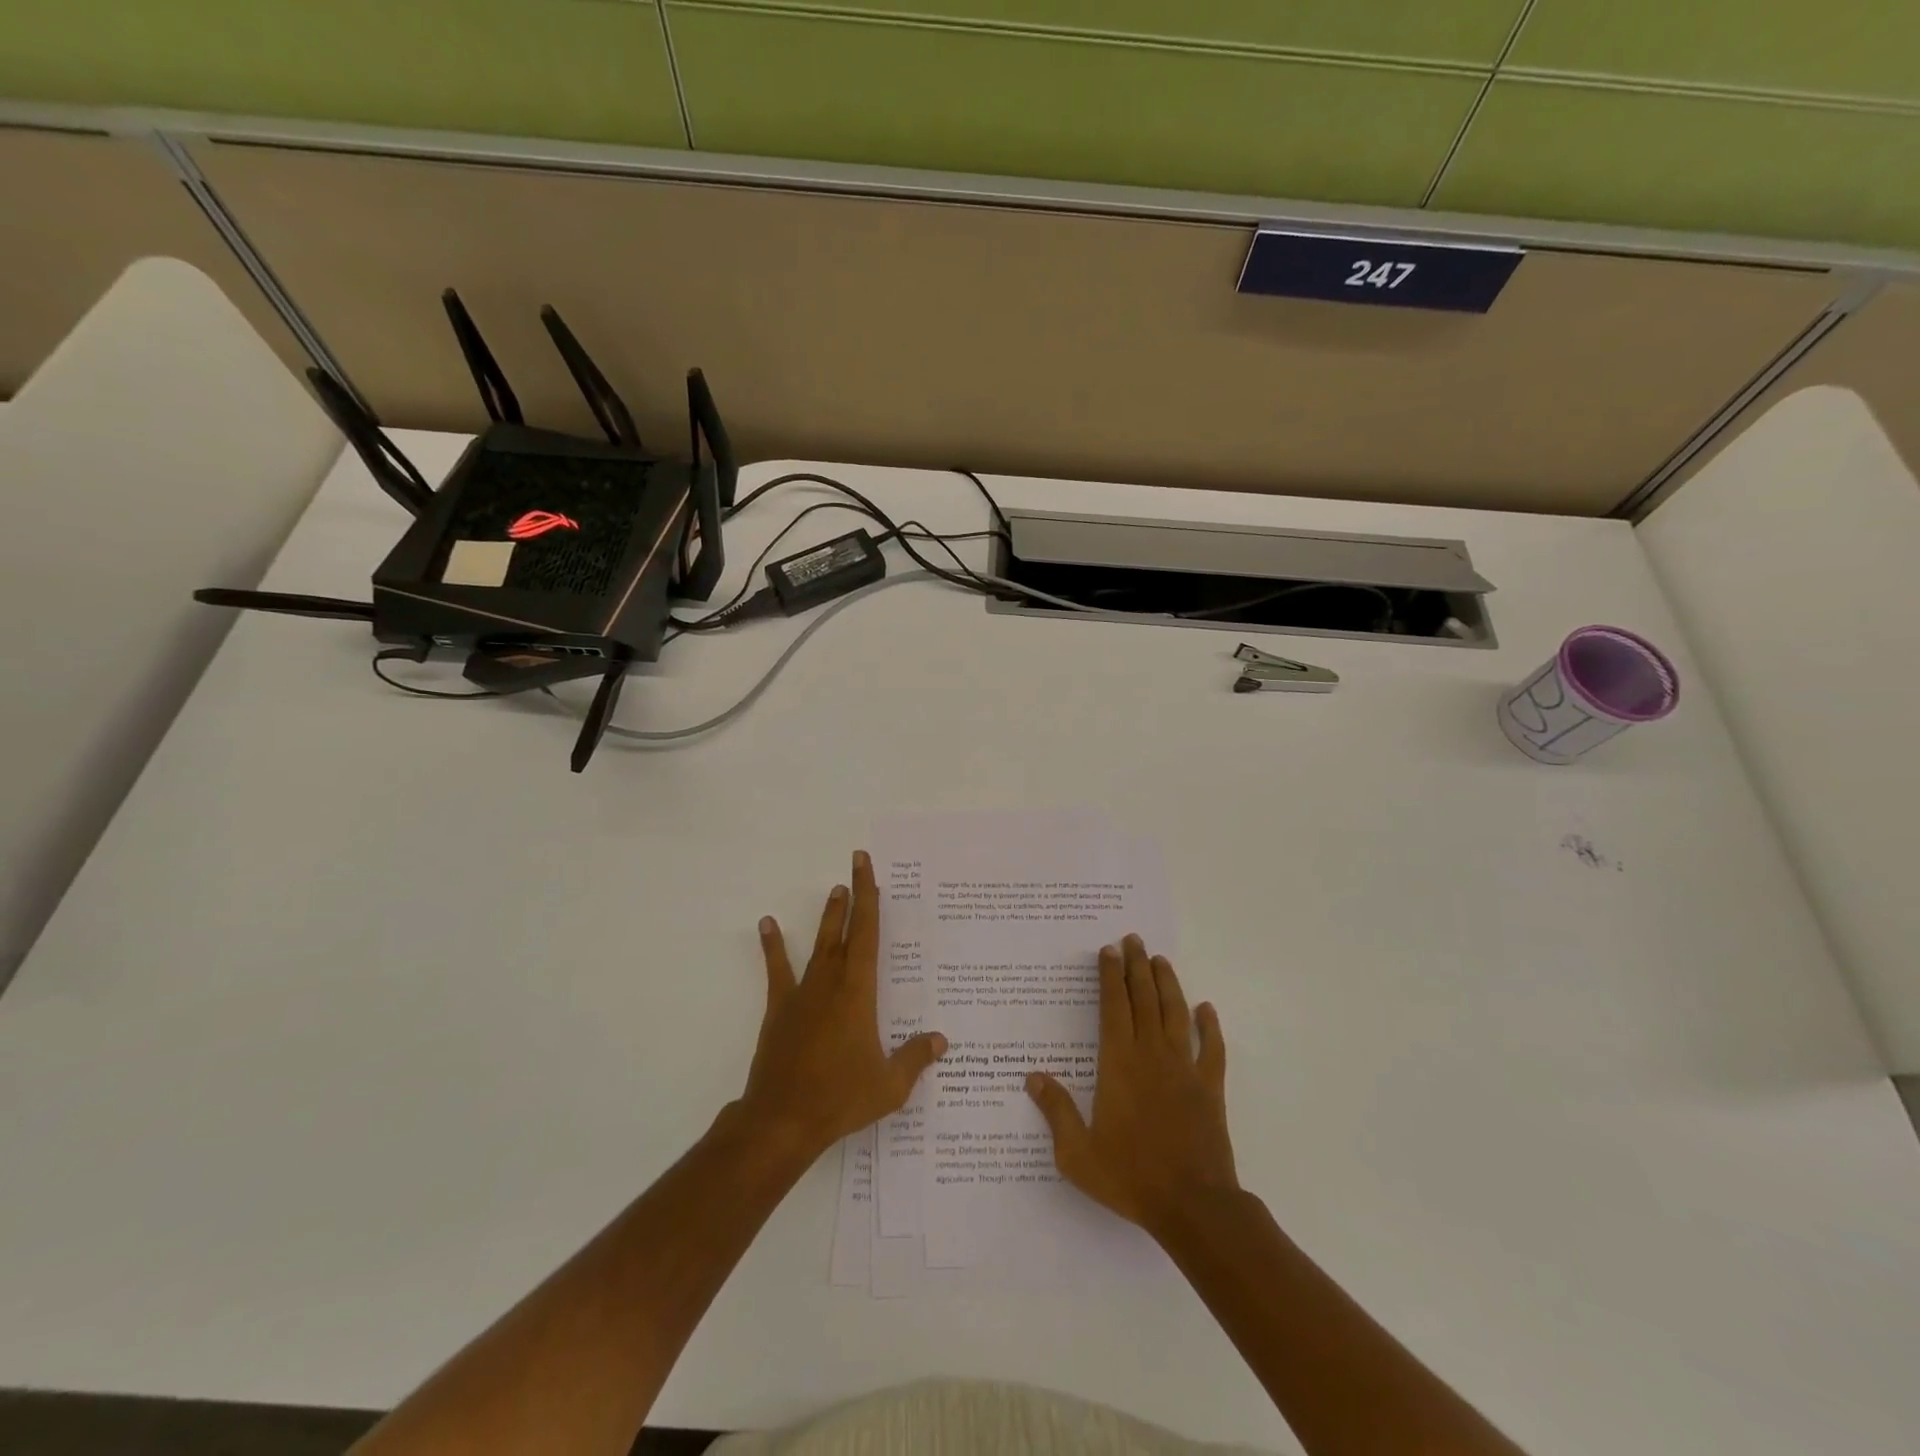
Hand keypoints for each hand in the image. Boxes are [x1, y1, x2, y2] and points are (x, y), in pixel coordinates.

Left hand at [738, 850, 946, 1164]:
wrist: (783, 1120)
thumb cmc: (841, 1098)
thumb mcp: (889, 1085)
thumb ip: (916, 1058)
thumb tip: (941, 1040)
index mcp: (859, 992)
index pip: (867, 934)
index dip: (869, 898)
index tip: (866, 868)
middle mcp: (832, 982)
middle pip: (844, 931)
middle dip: (852, 897)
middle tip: (855, 865)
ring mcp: (803, 994)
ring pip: (819, 945)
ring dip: (828, 917)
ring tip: (833, 891)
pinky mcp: (780, 1009)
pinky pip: (778, 970)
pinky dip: (773, 946)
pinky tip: (767, 924)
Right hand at [1027, 934, 1236, 1238]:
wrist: (1193, 1206)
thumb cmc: (1130, 1177)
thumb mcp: (1078, 1153)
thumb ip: (1056, 1111)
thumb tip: (1033, 1077)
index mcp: (1119, 1064)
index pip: (1113, 1007)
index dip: (1110, 976)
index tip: (1108, 951)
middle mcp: (1152, 1055)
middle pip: (1144, 1000)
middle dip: (1137, 966)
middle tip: (1133, 940)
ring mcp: (1185, 1069)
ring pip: (1176, 1014)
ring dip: (1168, 984)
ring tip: (1161, 960)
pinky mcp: (1210, 1088)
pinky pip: (1213, 1049)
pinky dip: (1210, 1026)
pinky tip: (1207, 1009)